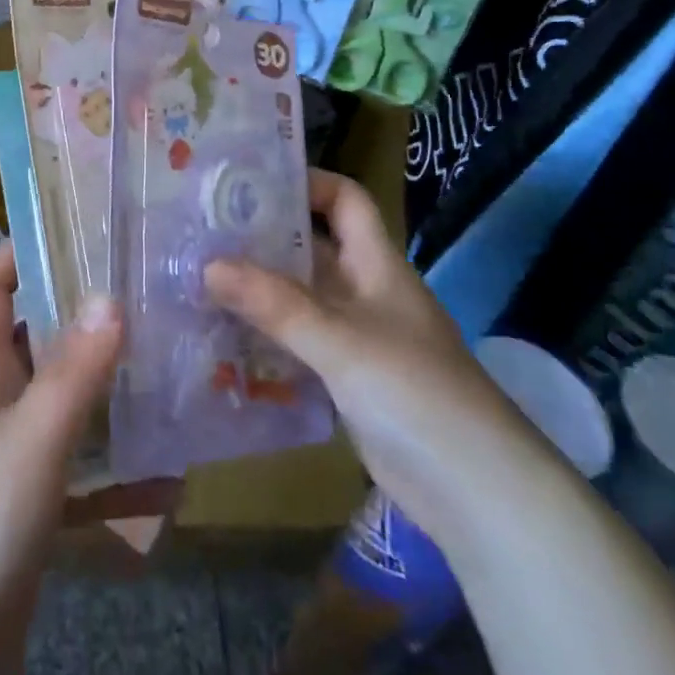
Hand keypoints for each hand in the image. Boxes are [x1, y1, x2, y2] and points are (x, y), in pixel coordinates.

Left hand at [0, 245, 122, 674]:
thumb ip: (74, 370)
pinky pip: (79, 462)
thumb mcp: (32, 438)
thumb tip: (112, 294)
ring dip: (104, 382)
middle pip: (35, 334)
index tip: (71, 228)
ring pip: (63, 396)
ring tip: (163, 358)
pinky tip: (163, 466)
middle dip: (80, 310)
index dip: (18, 251)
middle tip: (140, 289)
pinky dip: (114, 461)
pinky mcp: (31, 499)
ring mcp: (12, 450)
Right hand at [205, 170, 532, 536]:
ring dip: (256, 291)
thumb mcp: (341, 340)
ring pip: (299, 299)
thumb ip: (274, 304)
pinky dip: (265, 339)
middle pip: (311, 248)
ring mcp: (356, 338)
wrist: (477, 492)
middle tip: (203, 232)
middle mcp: (365, 292)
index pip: (344, 200)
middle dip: (262, 238)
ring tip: (198, 281)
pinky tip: (222, 341)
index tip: (250, 181)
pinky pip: (298, 345)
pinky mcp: (346, 381)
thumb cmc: (415, 392)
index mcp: (376, 264)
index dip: (307, 182)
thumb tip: (207, 265)